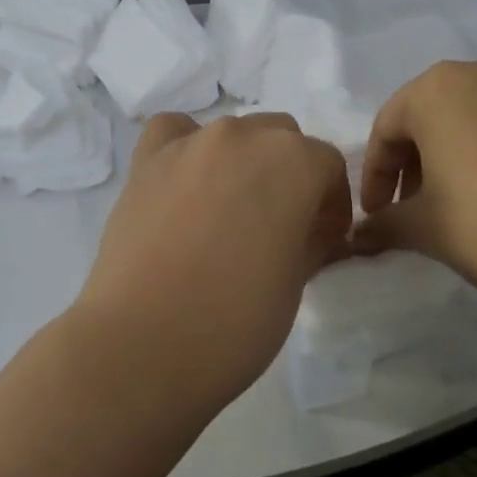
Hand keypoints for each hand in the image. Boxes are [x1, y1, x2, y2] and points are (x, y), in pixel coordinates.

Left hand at [72, 113, 353, 409]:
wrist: (145, 344)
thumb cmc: (237, 321)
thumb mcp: (296, 282)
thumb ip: (311, 241)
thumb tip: (312, 232)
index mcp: (294, 162)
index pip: (328, 164)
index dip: (332, 202)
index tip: (324, 238)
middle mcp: (243, 136)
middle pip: (281, 138)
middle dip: (290, 174)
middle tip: (280, 225)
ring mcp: (190, 144)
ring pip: (231, 133)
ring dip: (241, 161)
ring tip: (229, 210)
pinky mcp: (145, 161)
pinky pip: (174, 132)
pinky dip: (185, 147)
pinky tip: (184, 182)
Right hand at [353, 53, 476, 322]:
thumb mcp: (425, 230)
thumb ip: (384, 225)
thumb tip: (358, 236)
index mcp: (440, 89)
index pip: (389, 128)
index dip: (376, 174)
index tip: (378, 213)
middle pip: (438, 114)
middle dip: (422, 159)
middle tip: (420, 205)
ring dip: (470, 150)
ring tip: (476, 198)